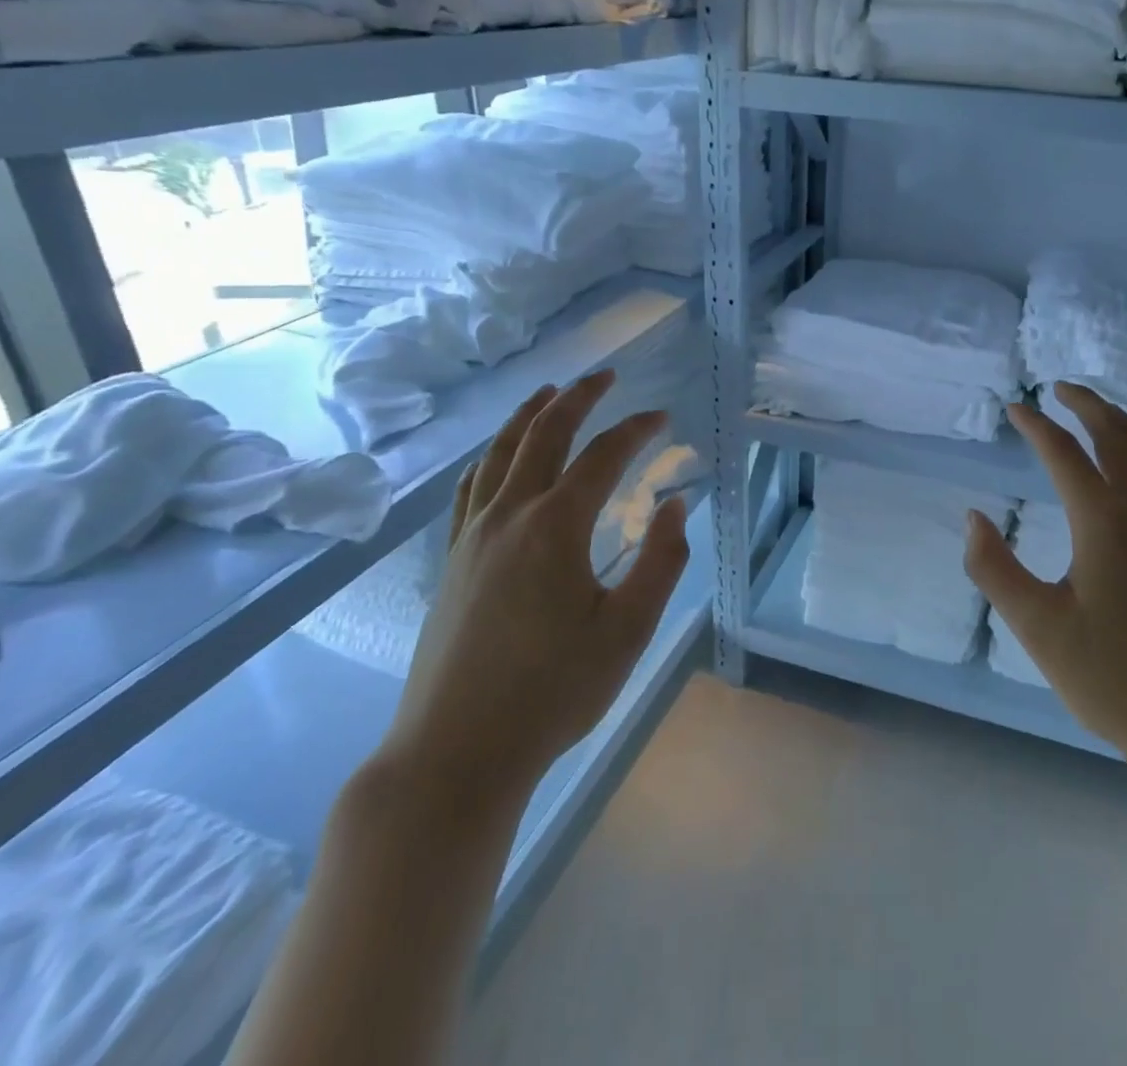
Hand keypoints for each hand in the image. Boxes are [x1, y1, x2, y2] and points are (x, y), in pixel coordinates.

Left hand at [377, 370, 690, 818]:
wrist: (455, 751)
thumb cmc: (553, 692)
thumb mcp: (628, 630)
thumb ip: (660, 562)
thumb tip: (674, 506)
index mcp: (556, 527)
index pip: (603, 456)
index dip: (636, 429)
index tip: (662, 417)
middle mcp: (509, 515)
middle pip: (544, 435)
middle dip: (578, 397)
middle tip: (605, 376)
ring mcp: (472, 536)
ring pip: (499, 453)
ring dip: (528, 416)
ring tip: (549, 392)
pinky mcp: (451, 560)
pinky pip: (471, 487)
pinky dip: (491, 457)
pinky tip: (497, 458)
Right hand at [963, 382, 1126, 772]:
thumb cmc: (1113, 679)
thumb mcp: (1037, 626)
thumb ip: (994, 568)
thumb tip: (973, 517)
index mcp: (1103, 522)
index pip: (1064, 454)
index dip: (1036, 426)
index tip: (1014, 409)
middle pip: (1119, 438)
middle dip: (1089, 406)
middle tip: (1061, 389)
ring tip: (1104, 415)